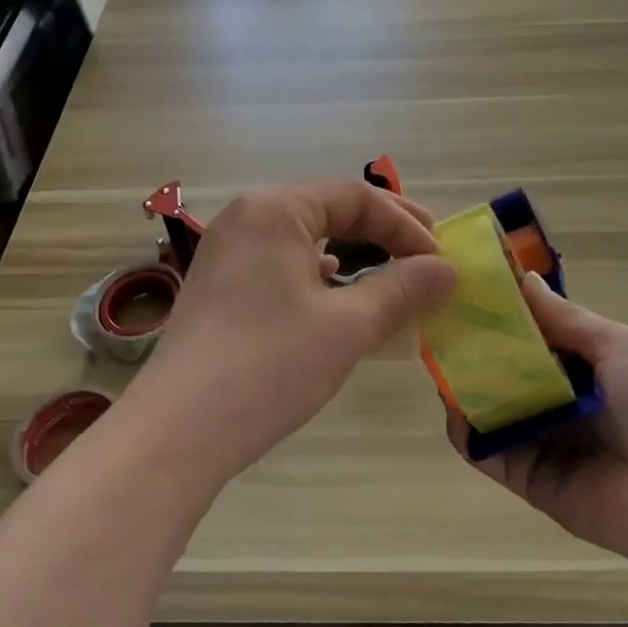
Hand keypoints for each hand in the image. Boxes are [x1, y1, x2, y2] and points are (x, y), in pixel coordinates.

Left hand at [122, 180, 456, 486]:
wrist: (180, 429)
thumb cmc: (270, 365)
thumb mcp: (347, 326)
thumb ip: (402, 290)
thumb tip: (447, 270)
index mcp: (274, 210)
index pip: (355, 197)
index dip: (406, 226)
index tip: (440, 263)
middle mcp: (245, 218)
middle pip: (327, 210)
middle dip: (382, 232)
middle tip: (426, 256)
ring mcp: (225, 252)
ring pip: (303, 238)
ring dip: (352, 253)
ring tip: (389, 276)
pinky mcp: (218, 286)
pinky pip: (280, 264)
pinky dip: (317, 275)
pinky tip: (333, 295)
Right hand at [447, 275, 627, 567]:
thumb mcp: (618, 347)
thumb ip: (566, 318)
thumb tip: (524, 279)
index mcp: (574, 366)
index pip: (526, 334)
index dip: (499, 313)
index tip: (466, 287)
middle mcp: (548, 398)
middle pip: (498, 368)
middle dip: (471, 347)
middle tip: (439, 322)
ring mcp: (531, 437)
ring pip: (484, 405)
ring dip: (461, 384)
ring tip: (438, 359)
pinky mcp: (518, 474)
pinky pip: (481, 449)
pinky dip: (463, 430)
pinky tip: (455, 407)